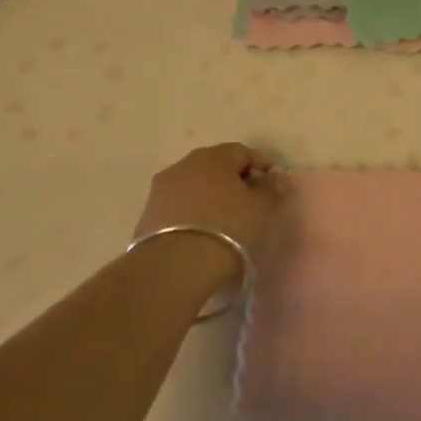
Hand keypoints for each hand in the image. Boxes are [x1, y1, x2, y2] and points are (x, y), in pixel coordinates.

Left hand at [135, 143, 286, 265]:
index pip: (243, 152)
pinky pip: (178, 206)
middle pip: (216, 166)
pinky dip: (193, 213)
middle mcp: (185, 164)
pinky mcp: (147, 214)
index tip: (273, 187)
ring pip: (195, 185)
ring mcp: (162, 188)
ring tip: (224, 221)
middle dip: (234, 180)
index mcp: (214, 156)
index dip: (261, 166)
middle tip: (249, 203)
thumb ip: (271, 189)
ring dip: (211, 197)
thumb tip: (273, 177)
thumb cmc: (227, 229)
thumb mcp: (261, 210)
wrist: (174, 267)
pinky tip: (202, 233)